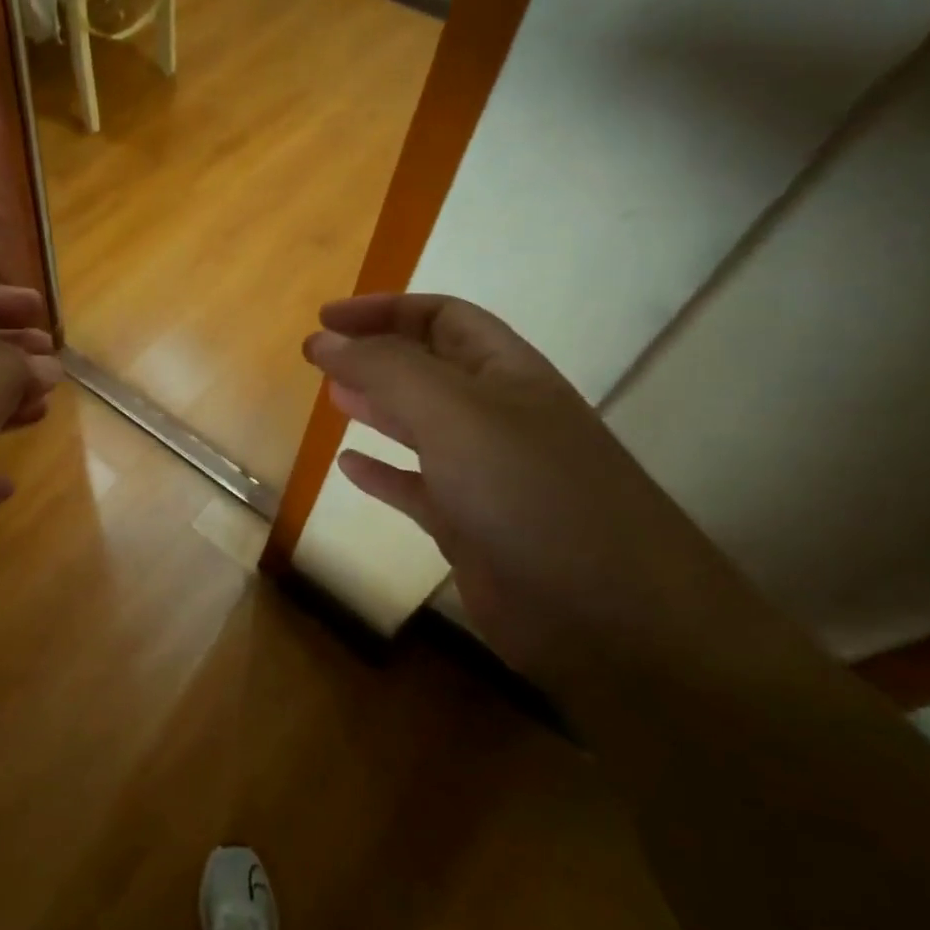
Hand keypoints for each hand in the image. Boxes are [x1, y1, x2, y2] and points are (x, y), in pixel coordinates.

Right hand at [305, 293, 773, 679]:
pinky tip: (348, 467)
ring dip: (377, 406)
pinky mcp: (472, 528)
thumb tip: (323, 338)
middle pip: (430, 367)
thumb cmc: (529, 493)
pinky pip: (416, 489)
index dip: (384, 310)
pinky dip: (382, 474)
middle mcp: (499, 417)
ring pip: (422, 426)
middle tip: (320, 356)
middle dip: (376, 353)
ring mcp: (487, 475)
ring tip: (332, 396)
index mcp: (508, 373)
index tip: (325, 318)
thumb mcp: (453, 413)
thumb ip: (385, 370)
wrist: (609, 618)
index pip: (443, 317)